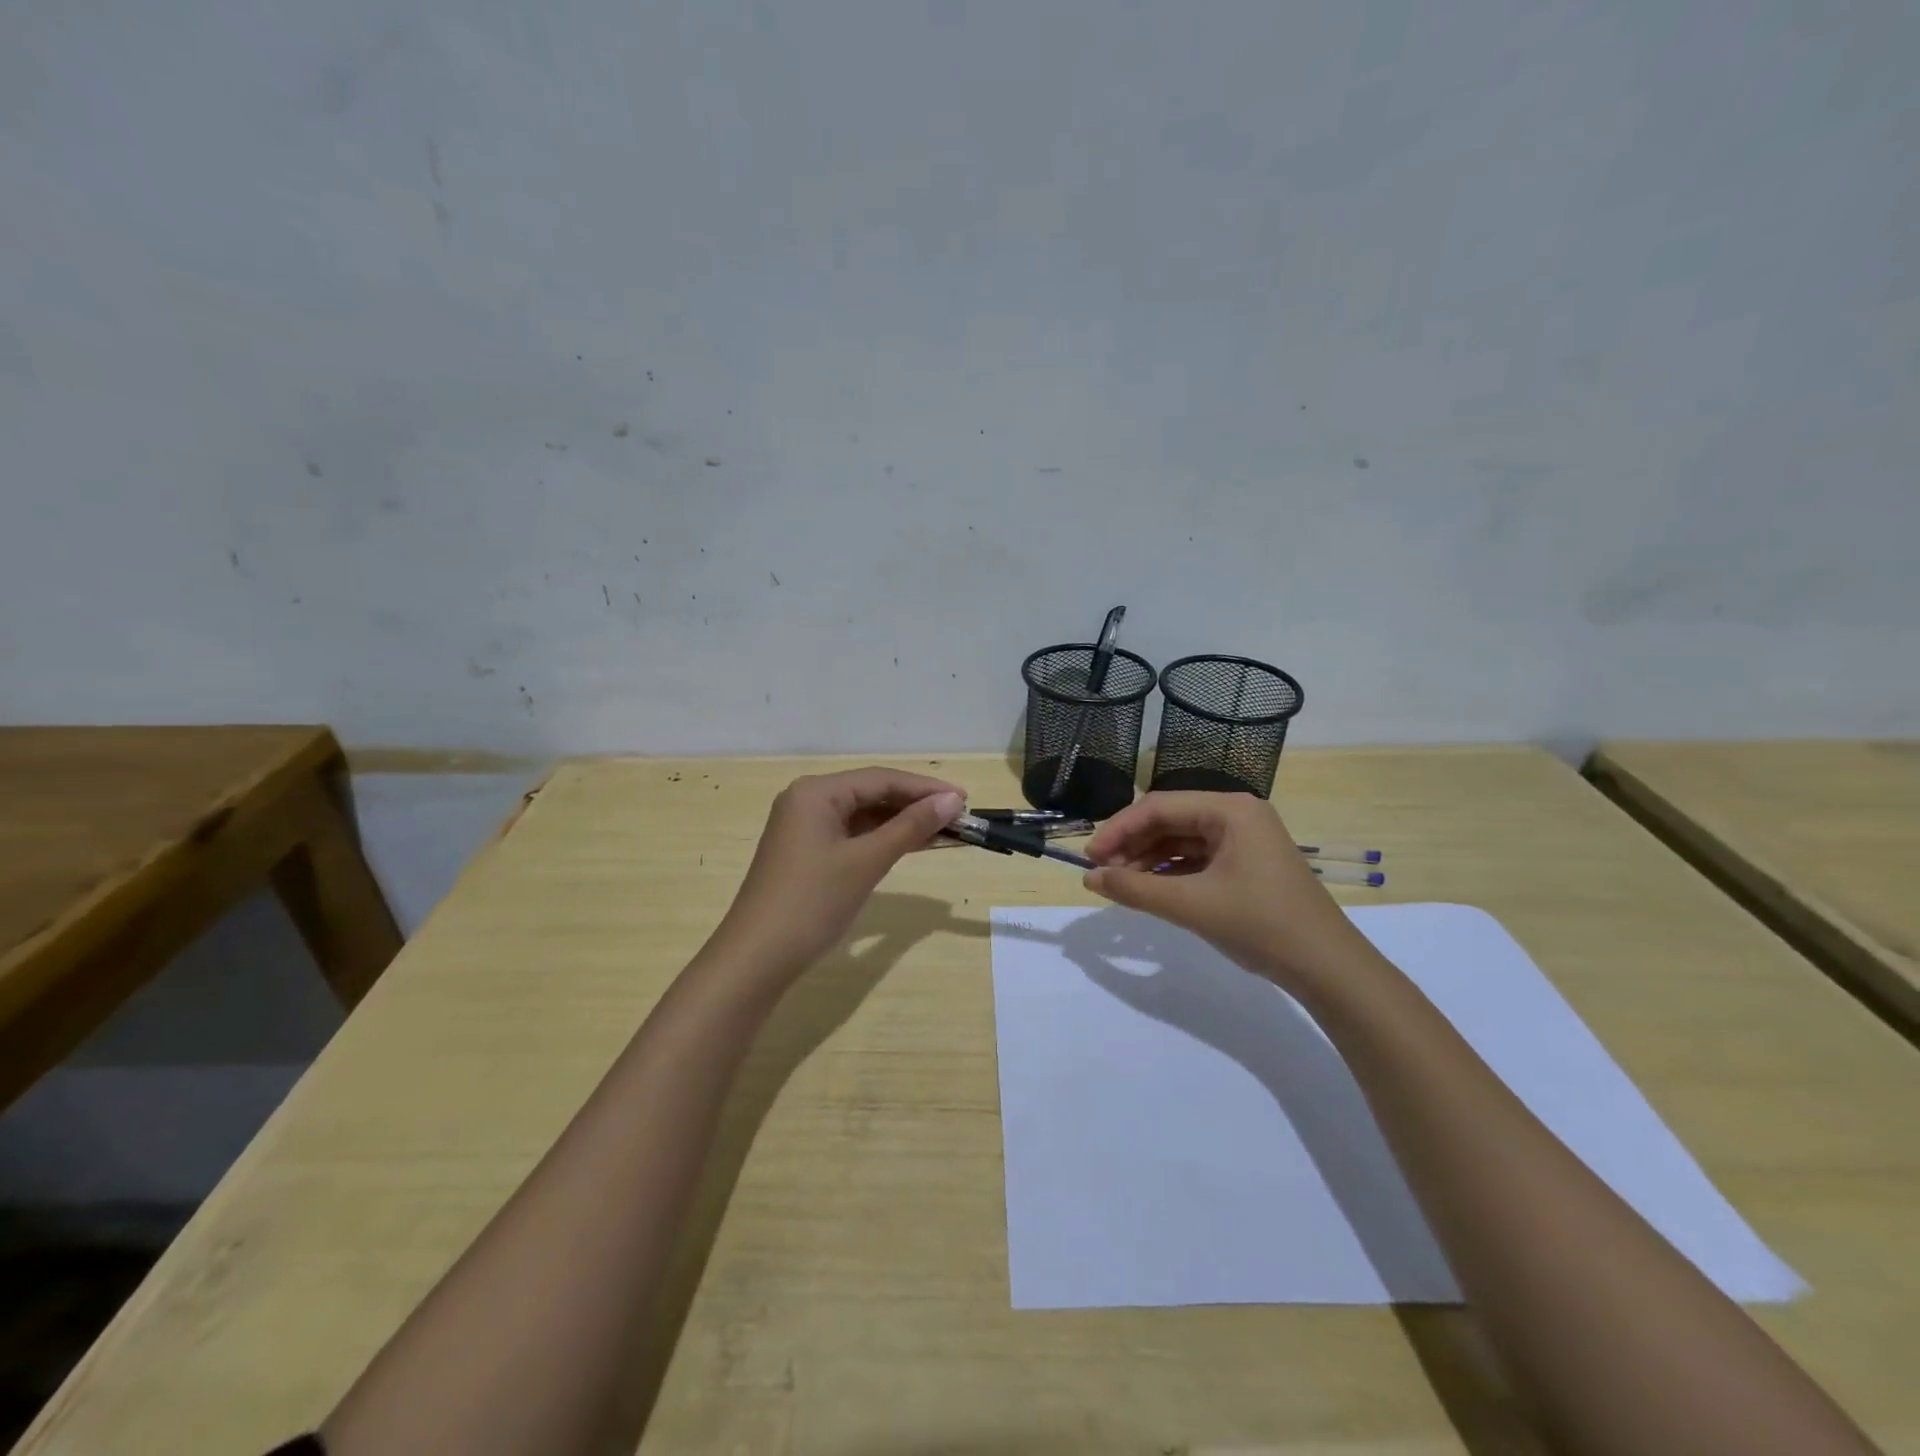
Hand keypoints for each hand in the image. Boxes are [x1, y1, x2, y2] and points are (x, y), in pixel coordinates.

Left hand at [714, 768, 965, 978]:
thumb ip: (910, 827)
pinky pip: (853, 836)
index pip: (881, 779)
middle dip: (916, 805)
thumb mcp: (867, 861)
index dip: (925, 788)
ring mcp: (805, 828)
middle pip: (872, 793)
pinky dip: (883, 841)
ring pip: (864, 816)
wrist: (757, 958)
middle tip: (959, 818)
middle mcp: (808, 801)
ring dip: (902, 824)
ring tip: (945, 832)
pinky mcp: (807, 853)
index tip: (964, 799)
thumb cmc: (813, 902)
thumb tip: (952, 800)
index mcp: (816, 792)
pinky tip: (912, 846)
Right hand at [1081, 791, 1370, 988]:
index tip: (1090, 858)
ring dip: (1148, 860)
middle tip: (1101, 874)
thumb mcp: (1191, 905)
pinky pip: (1197, 858)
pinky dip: (1170, 872)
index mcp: (1229, 809)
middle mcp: (1236, 814)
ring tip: (1120, 885)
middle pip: (1169, 820)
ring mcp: (1244, 839)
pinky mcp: (1247, 863)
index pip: (1158, 806)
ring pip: (1181, 840)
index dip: (1118, 830)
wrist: (1328, 968)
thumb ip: (1135, 888)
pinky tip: (1150, 889)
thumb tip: (1089, 877)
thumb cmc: (1260, 925)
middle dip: (1132, 845)